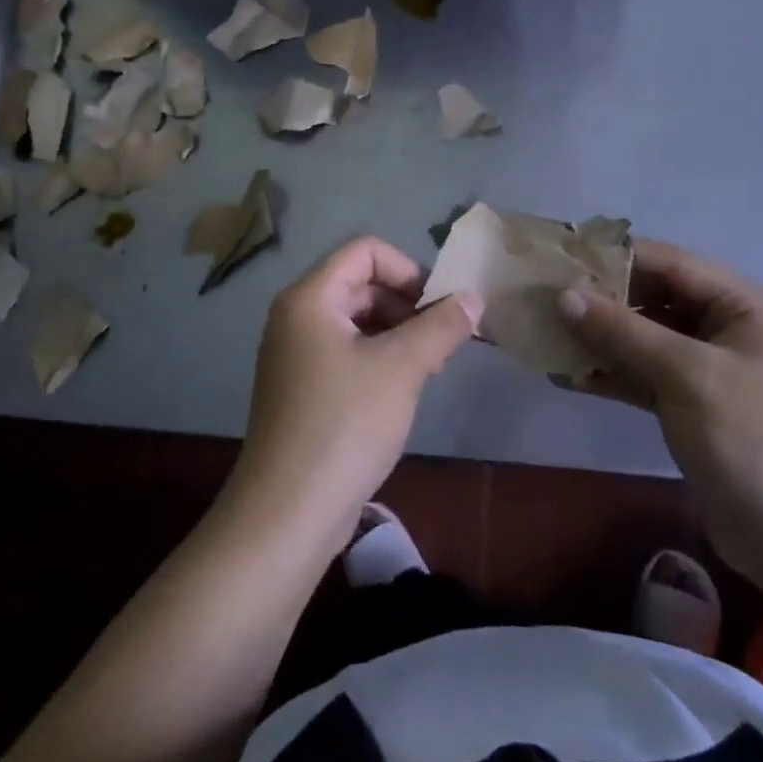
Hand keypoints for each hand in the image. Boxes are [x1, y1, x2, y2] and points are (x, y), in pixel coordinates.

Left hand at [229, 237, 482, 550]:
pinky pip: (346, 351)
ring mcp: (296, 353)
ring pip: (356, 320)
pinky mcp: (303, 387)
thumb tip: (473, 298)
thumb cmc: (344, 425)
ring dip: (397, 331)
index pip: (365, 251)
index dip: (408, 269)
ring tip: (429, 364)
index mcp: (310, 298)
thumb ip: (441, 326)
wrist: (289, 510)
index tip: (439, 306)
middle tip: (443, 338)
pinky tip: (404, 387)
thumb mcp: (402, 368)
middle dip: (407, 303)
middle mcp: (296, 316)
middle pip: (360, 283)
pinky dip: (379, 356)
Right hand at [558, 240, 762, 574]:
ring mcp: (713, 370)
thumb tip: (564, 296)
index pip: (674, 264)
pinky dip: (613, 373)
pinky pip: (647, 376)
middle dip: (605, 299)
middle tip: (549, 296)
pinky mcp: (695, 406)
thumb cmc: (751, 439)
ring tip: (549, 331)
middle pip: (659, 299)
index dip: (619, 257)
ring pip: (648, 339)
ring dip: (602, 338)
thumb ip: (623, 331)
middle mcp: (732, 330)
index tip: (566, 255)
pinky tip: (568, 374)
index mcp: (748, 308)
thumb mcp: (686, 374)